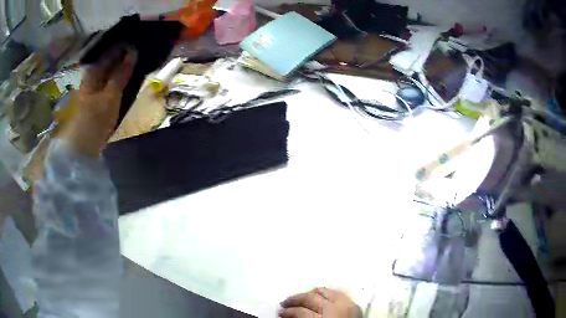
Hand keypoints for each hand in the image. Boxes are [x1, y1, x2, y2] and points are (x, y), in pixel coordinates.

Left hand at [60, 46, 136, 156]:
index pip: (110, 52)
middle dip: (124, 55)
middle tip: (141, 50)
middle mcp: (93, 77)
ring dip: (122, 67)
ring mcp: (94, 88)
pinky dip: (119, 78)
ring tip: (137, 62)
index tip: (139, 40)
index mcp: (93, 73)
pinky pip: (110, 82)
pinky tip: (128, 78)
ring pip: (110, 72)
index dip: (123, 45)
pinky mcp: (98, 99)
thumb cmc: (95, 118)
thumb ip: (121, 74)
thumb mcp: (111, 95)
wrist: (84, 146)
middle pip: (109, 61)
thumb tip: (133, 52)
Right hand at [279, 288, 361, 317]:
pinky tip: (317, 297)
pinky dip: (324, 293)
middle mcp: (335, 309)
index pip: (300, 312)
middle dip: (294, 299)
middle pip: (310, 298)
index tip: (279, 313)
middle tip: (284, 303)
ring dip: (308, 294)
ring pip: (323, 291)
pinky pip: (335, 292)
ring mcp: (346, 304)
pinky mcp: (353, 303)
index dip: (287, 312)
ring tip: (300, 298)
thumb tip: (287, 316)